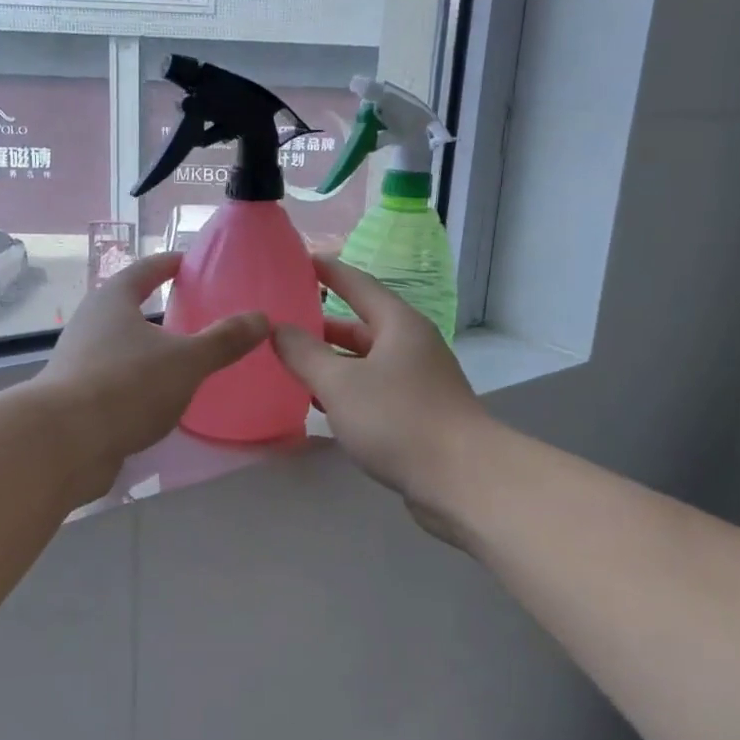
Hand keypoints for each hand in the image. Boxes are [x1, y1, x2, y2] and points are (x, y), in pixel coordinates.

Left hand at [38, 252, 268, 493]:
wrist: (64, 443)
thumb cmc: (127, 385)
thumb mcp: (186, 361)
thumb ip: (224, 340)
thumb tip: (261, 318)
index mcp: (113, 301)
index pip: (145, 270)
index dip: (170, 264)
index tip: (191, 262)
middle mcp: (91, 324)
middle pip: (129, 307)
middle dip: (160, 308)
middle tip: (197, 312)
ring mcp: (79, 361)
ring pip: (122, 346)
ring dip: (149, 348)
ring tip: (184, 359)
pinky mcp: (77, 398)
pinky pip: (117, 379)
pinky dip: (139, 381)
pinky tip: (161, 399)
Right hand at [272, 257, 491, 533]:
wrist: (461, 479)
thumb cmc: (398, 419)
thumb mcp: (340, 384)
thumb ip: (304, 354)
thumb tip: (278, 328)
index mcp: (398, 324)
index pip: (358, 284)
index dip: (328, 271)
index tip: (298, 260)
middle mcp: (411, 345)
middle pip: (360, 325)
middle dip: (321, 324)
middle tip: (281, 322)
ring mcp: (417, 381)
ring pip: (365, 361)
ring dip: (331, 362)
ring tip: (290, 363)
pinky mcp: (418, 413)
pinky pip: (373, 390)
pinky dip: (345, 390)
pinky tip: (319, 404)